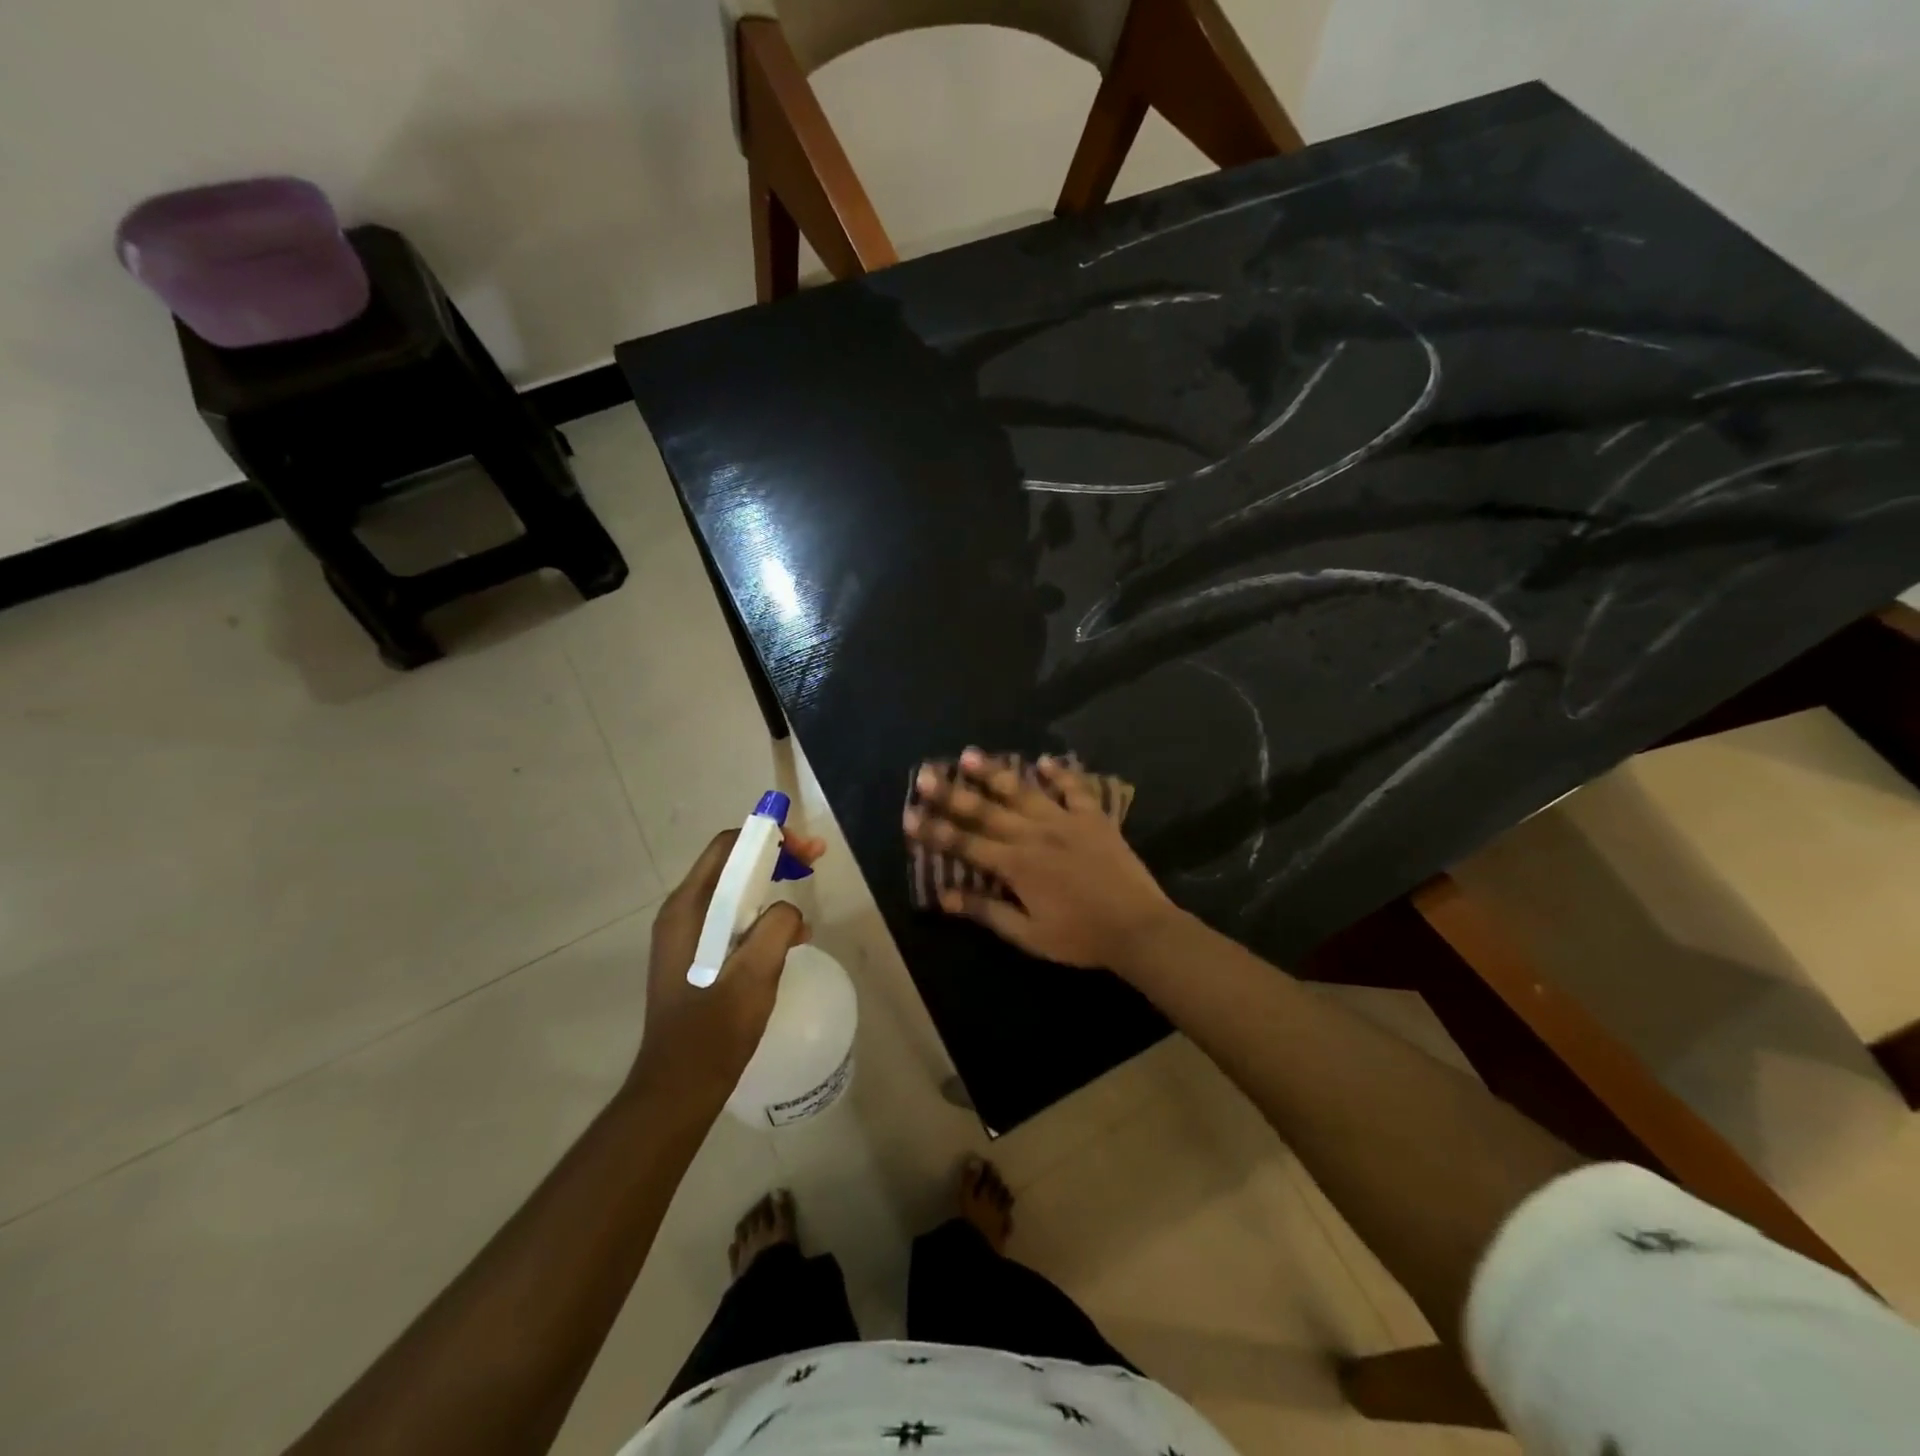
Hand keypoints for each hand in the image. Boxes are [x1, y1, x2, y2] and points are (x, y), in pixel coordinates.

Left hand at [630, 826, 827, 1104]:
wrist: (680, 1087)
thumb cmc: (714, 1029)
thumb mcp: (755, 972)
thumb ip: (777, 926)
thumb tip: (789, 911)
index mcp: (688, 908)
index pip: (728, 846)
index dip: (769, 837)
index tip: (807, 851)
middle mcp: (682, 913)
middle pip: (731, 865)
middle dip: (775, 858)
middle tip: (813, 864)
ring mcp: (686, 937)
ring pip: (734, 895)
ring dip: (771, 891)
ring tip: (804, 909)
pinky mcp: (695, 958)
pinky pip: (731, 922)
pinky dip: (761, 919)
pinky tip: (789, 941)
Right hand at [903, 748, 1177, 969]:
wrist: (1138, 927)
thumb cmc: (1080, 936)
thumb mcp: (1028, 934)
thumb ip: (986, 911)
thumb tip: (944, 897)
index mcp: (1016, 865)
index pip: (965, 844)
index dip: (935, 830)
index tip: (909, 815)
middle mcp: (1035, 834)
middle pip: (986, 811)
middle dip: (952, 793)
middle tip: (926, 773)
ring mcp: (1066, 821)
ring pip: (1024, 791)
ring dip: (995, 772)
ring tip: (970, 753)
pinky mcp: (1094, 818)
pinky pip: (1074, 789)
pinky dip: (1060, 773)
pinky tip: (1045, 760)